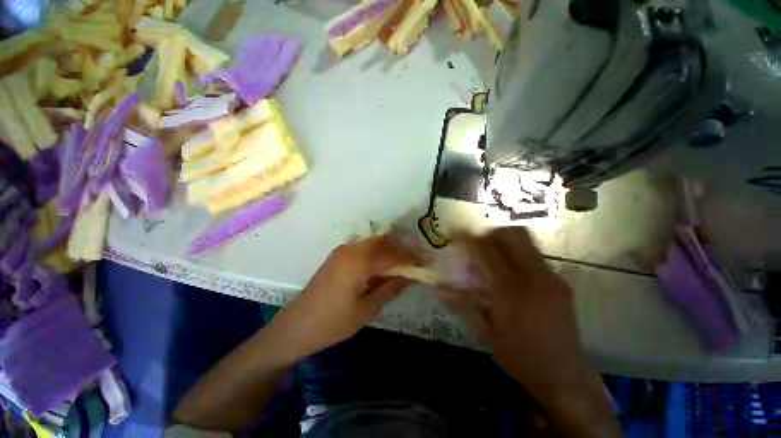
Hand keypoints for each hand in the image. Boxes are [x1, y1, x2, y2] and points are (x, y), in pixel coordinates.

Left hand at [266, 236, 416, 360]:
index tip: (422, 265)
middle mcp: (351, 250)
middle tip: (413, 264)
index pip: (392, 255)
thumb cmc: (333, 323)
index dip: (409, 259)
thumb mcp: (367, 309)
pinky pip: (363, 248)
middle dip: (400, 251)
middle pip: (383, 243)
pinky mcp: (337, 255)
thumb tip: (409, 276)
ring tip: (400, 266)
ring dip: (388, 251)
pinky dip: (376, 253)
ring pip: (373, 243)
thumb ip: (390, 288)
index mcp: (359, 262)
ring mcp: (342, 251)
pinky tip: (381, 267)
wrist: (296, 326)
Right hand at [436, 227, 587, 396]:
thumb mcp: (486, 332)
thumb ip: (463, 303)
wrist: (566, 376)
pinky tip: (511, 273)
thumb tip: (438, 288)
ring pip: (526, 241)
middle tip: (478, 244)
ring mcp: (551, 277)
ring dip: (505, 241)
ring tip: (492, 256)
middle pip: (513, 234)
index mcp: (509, 291)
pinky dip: (517, 254)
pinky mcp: (561, 281)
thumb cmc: (520, 356)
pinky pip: (535, 255)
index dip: (468, 238)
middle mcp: (533, 277)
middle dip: (491, 233)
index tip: (456, 233)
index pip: (485, 252)